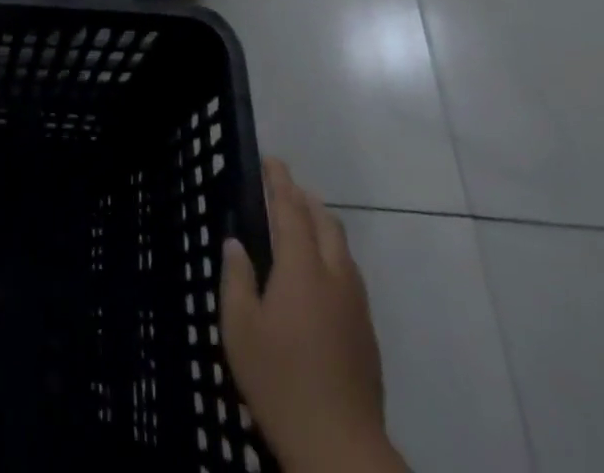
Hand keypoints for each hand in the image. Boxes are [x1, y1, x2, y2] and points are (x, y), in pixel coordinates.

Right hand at [221, 159, 403, 472]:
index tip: (272, 160)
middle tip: (283, 190)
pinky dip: (333, 256)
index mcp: (302, 268)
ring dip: (322, 226)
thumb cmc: (280, 382)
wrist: (341, 449)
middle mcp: (335, 277)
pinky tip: (318, 277)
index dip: (280, 181)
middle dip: (305, 199)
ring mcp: (357, 306)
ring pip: (343, 248)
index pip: (291, 209)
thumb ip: (237, 278)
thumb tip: (236, 244)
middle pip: (326, 222)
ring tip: (300, 226)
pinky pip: (350, 275)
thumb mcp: (240, 328)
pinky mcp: (367, 334)